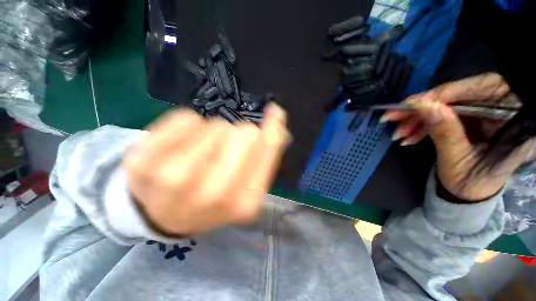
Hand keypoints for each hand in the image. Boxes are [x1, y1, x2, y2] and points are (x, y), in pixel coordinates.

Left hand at [123, 103, 289, 234]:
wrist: (162, 215)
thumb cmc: (213, 200)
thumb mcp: (247, 186)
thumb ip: (266, 155)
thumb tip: (277, 118)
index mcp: (244, 202)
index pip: (269, 147)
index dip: (274, 126)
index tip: (275, 113)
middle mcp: (213, 193)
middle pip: (245, 133)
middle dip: (241, 135)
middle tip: (227, 150)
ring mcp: (174, 179)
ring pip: (216, 125)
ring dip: (215, 133)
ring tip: (203, 154)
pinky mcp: (143, 161)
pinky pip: (187, 118)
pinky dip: (190, 126)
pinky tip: (183, 147)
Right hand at [381, 73, 532, 200]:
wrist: (470, 194)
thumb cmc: (471, 185)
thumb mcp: (458, 161)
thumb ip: (445, 132)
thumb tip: (424, 106)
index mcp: (511, 119)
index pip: (477, 91)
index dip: (442, 95)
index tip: (409, 104)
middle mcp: (500, 109)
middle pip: (458, 95)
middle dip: (423, 107)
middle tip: (394, 117)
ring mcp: (483, 113)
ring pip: (445, 104)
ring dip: (418, 118)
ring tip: (399, 133)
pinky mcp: (469, 118)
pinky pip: (442, 114)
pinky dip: (422, 124)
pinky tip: (409, 135)